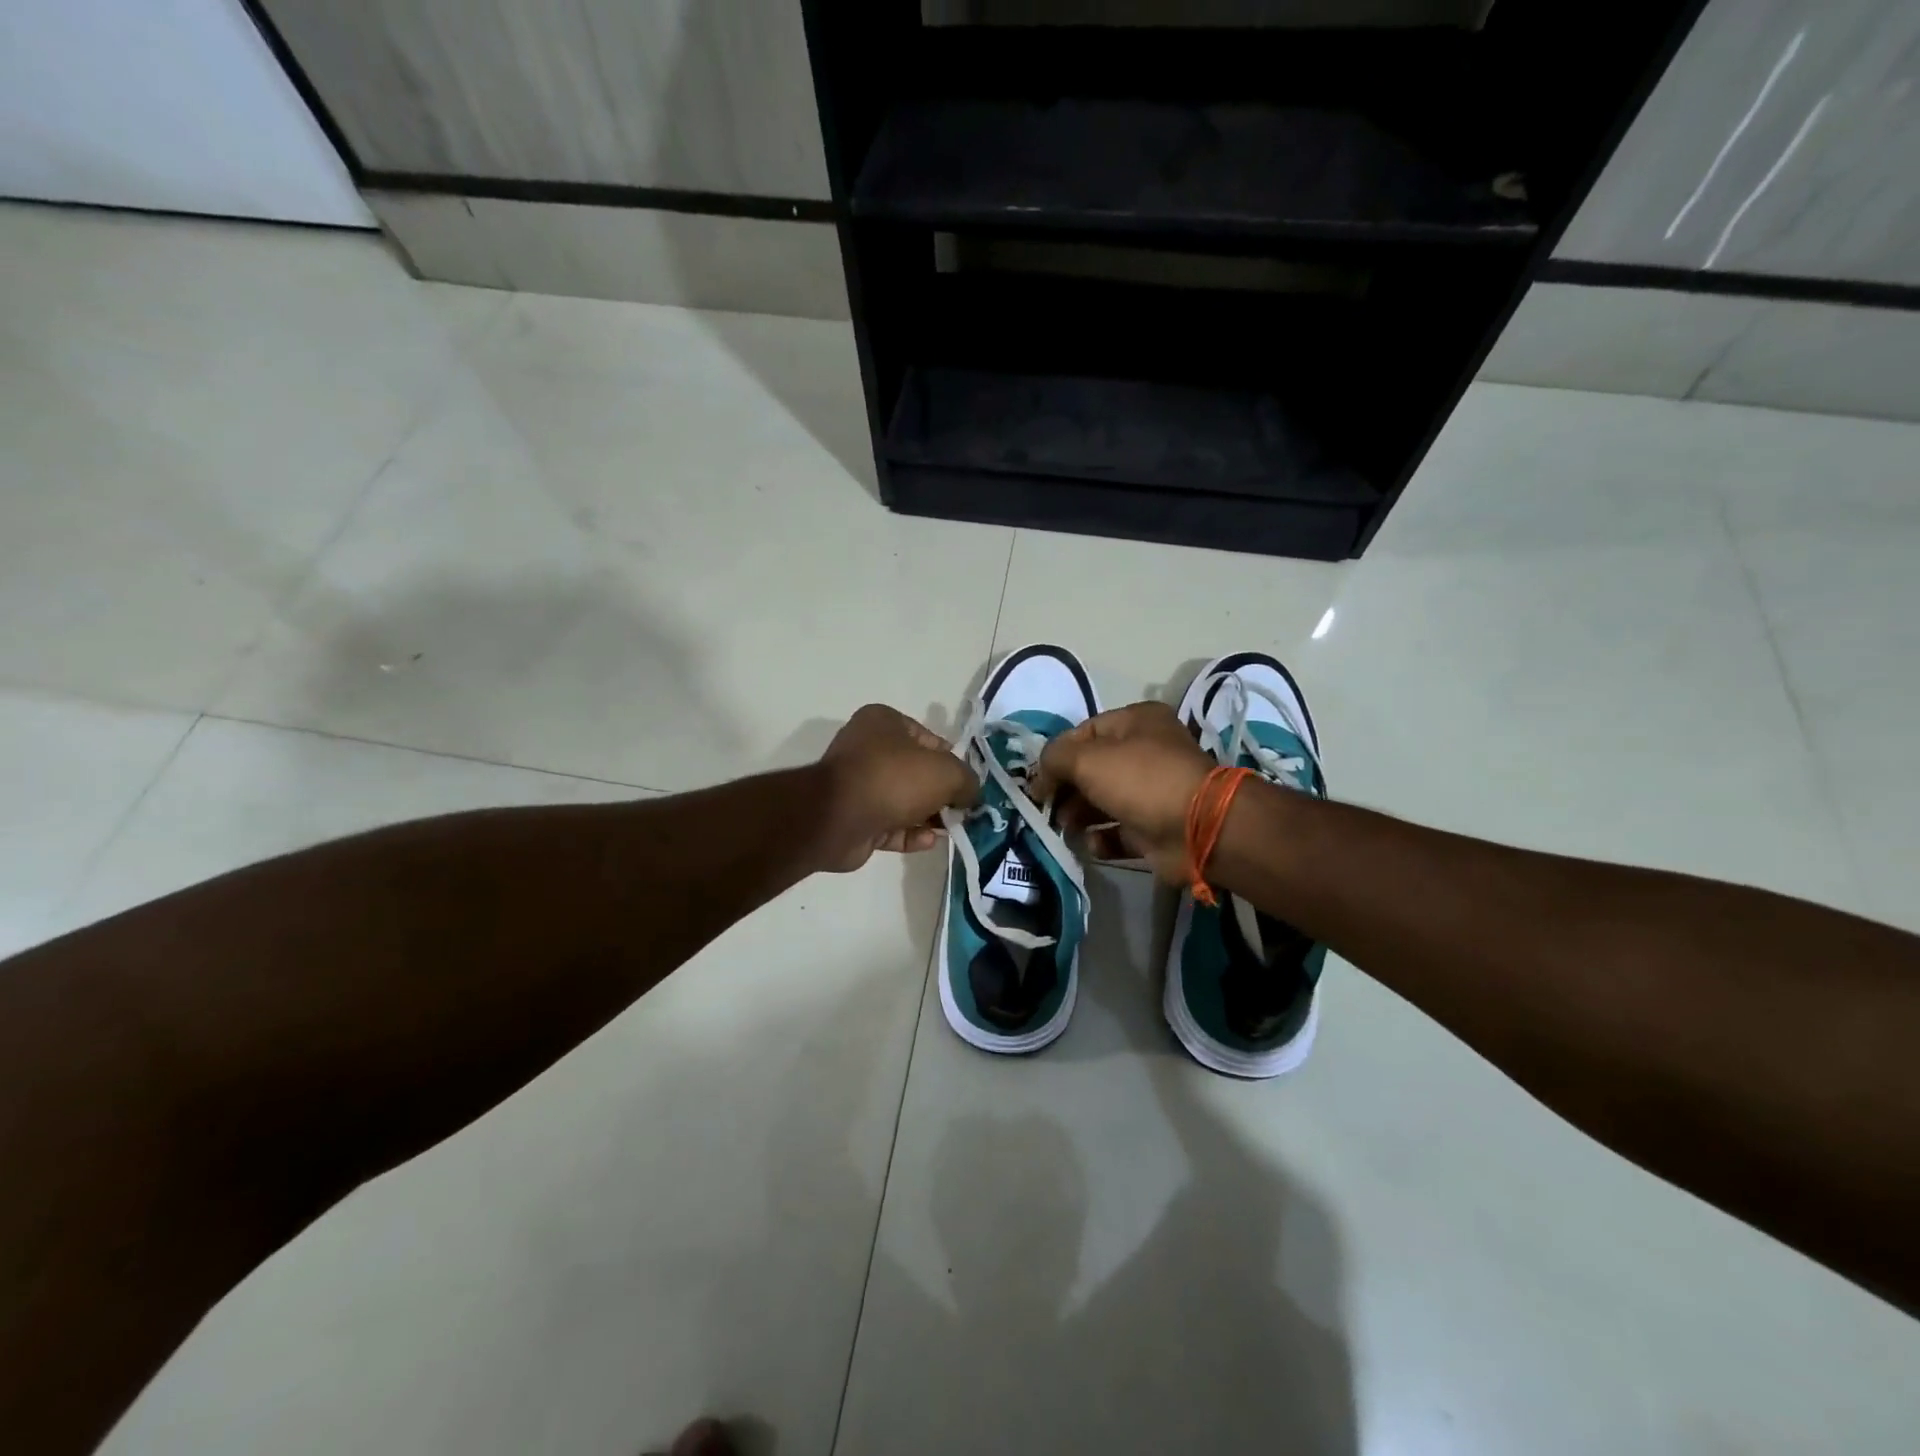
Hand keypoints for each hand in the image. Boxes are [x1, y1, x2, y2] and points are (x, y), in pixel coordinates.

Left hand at [817, 705, 978, 872]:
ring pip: (904, 801)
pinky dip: (911, 834)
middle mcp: (868, 749)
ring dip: (929, 816)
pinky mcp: (855, 819)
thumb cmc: (894, 779)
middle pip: (917, 772)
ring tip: (952, 829)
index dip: (953, 761)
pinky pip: (890, 825)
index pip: (929, 739)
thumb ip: (967, 780)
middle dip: (942, 793)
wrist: (838, 818)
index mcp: (884, 723)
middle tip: (964, 810)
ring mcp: (859, 786)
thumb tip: (972, 795)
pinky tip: (930, 842)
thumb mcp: (946, 772)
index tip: (968, 783)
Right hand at [1032, 702, 1213, 883]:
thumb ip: (1054, 759)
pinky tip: (1093, 843)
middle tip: (1048, 809)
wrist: (1198, 828)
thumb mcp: (1087, 759)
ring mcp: (1153, 791)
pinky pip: (1119, 831)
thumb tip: (1039, 777)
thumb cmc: (1140, 780)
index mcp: (1136, 722)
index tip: (1037, 782)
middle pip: (1092, 769)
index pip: (1084, 733)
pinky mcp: (1155, 827)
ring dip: (1079, 815)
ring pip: (1103, 801)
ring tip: (1066, 828)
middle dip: (1066, 789)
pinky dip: (1102, 838)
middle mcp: (1146, 752)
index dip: (1056, 756)